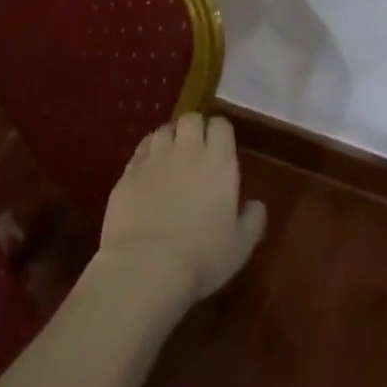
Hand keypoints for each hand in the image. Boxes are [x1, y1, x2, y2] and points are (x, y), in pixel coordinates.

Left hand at [98, 113, 267, 306]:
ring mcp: (155, 158)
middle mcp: (187, 150)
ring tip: (170, 156)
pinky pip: (141, 149)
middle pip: (191, 118)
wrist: (146, 268)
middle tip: (195, 150)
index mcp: (219, 163)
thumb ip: (252, 221)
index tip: (220, 148)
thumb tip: (257, 205)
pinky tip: (148, 170)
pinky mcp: (129, 171)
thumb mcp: (239, 248)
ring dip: (170, 137)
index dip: (220, 133)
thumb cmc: (201, 259)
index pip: (221, 126)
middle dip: (194, 128)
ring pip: (164, 129)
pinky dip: (147, 153)